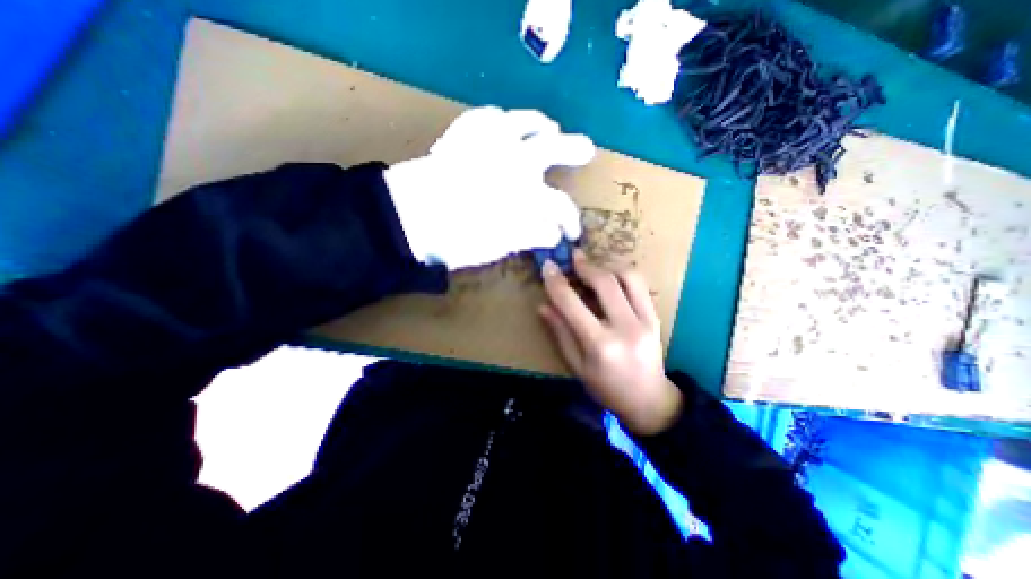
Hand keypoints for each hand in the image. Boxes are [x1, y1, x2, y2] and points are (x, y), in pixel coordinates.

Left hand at [383, 106, 596, 271]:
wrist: (408, 219)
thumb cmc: (456, 241)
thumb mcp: (499, 247)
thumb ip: (530, 235)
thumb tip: (553, 232)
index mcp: (525, 197)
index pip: (560, 208)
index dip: (569, 222)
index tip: (569, 233)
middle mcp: (515, 163)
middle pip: (554, 149)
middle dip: (574, 150)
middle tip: (586, 151)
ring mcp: (490, 143)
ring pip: (527, 123)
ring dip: (541, 125)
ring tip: (549, 127)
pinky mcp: (464, 134)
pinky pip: (488, 116)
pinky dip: (500, 118)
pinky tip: (505, 123)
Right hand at [541, 249, 681, 433]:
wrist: (649, 401)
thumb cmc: (606, 388)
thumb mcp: (576, 366)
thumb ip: (561, 333)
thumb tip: (544, 305)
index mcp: (600, 345)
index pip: (572, 304)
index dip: (557, 282)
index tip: (548, 266)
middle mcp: (625, 328)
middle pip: (604, 283)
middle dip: (585, 265)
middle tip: (572, 258)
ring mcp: (645, 321)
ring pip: (627, 277)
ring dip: (606, 267)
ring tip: (592, 269)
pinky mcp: (655, 317)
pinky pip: (639, 285)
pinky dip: (622, 275)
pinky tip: (610, 278)